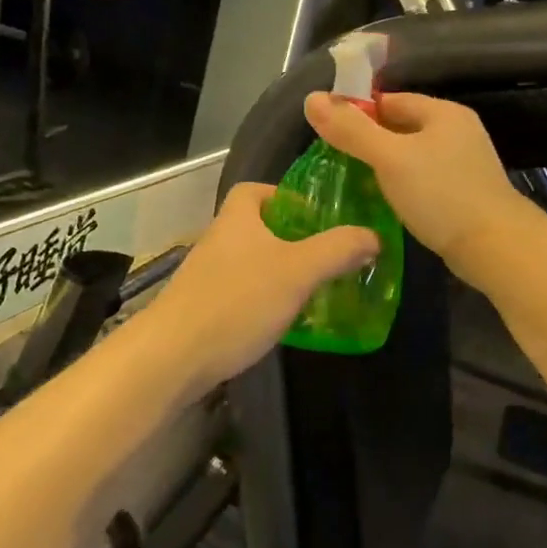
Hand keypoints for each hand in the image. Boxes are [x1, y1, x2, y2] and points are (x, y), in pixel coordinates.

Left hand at [147, 183, 378, 385]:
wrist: (172, 357)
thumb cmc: (237, 301)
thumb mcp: (298, 271)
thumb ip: (337, 250)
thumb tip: (373, 235)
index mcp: (237, 218)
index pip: (255, 190)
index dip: (284, 196)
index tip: (314, 215)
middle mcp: (218, 241)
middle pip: (256, 227)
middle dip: (290, 238)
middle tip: (325, 255)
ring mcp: (206, 277)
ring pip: (250, 263)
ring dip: (278, 271)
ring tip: (313, 288)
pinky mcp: (202, 309)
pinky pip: (240, 293)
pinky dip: (263, 300)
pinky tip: (283, 320)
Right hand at [304, 91, 537, 280]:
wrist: (495, 246)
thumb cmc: (440, 194)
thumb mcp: (389, 158)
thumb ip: (351, 130)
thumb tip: (312, 98)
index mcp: (444, 113)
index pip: (391, 100)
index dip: (359, 112)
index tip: (330, 132)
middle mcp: (458, 132)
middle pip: (402, 127)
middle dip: (370, 141)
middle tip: (336, 160)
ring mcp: (465, 164)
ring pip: (413, 156)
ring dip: (386, 166)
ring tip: (355, 182)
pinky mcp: (465, 193)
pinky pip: (425, 180)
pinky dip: (404, 186)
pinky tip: (386, 202)